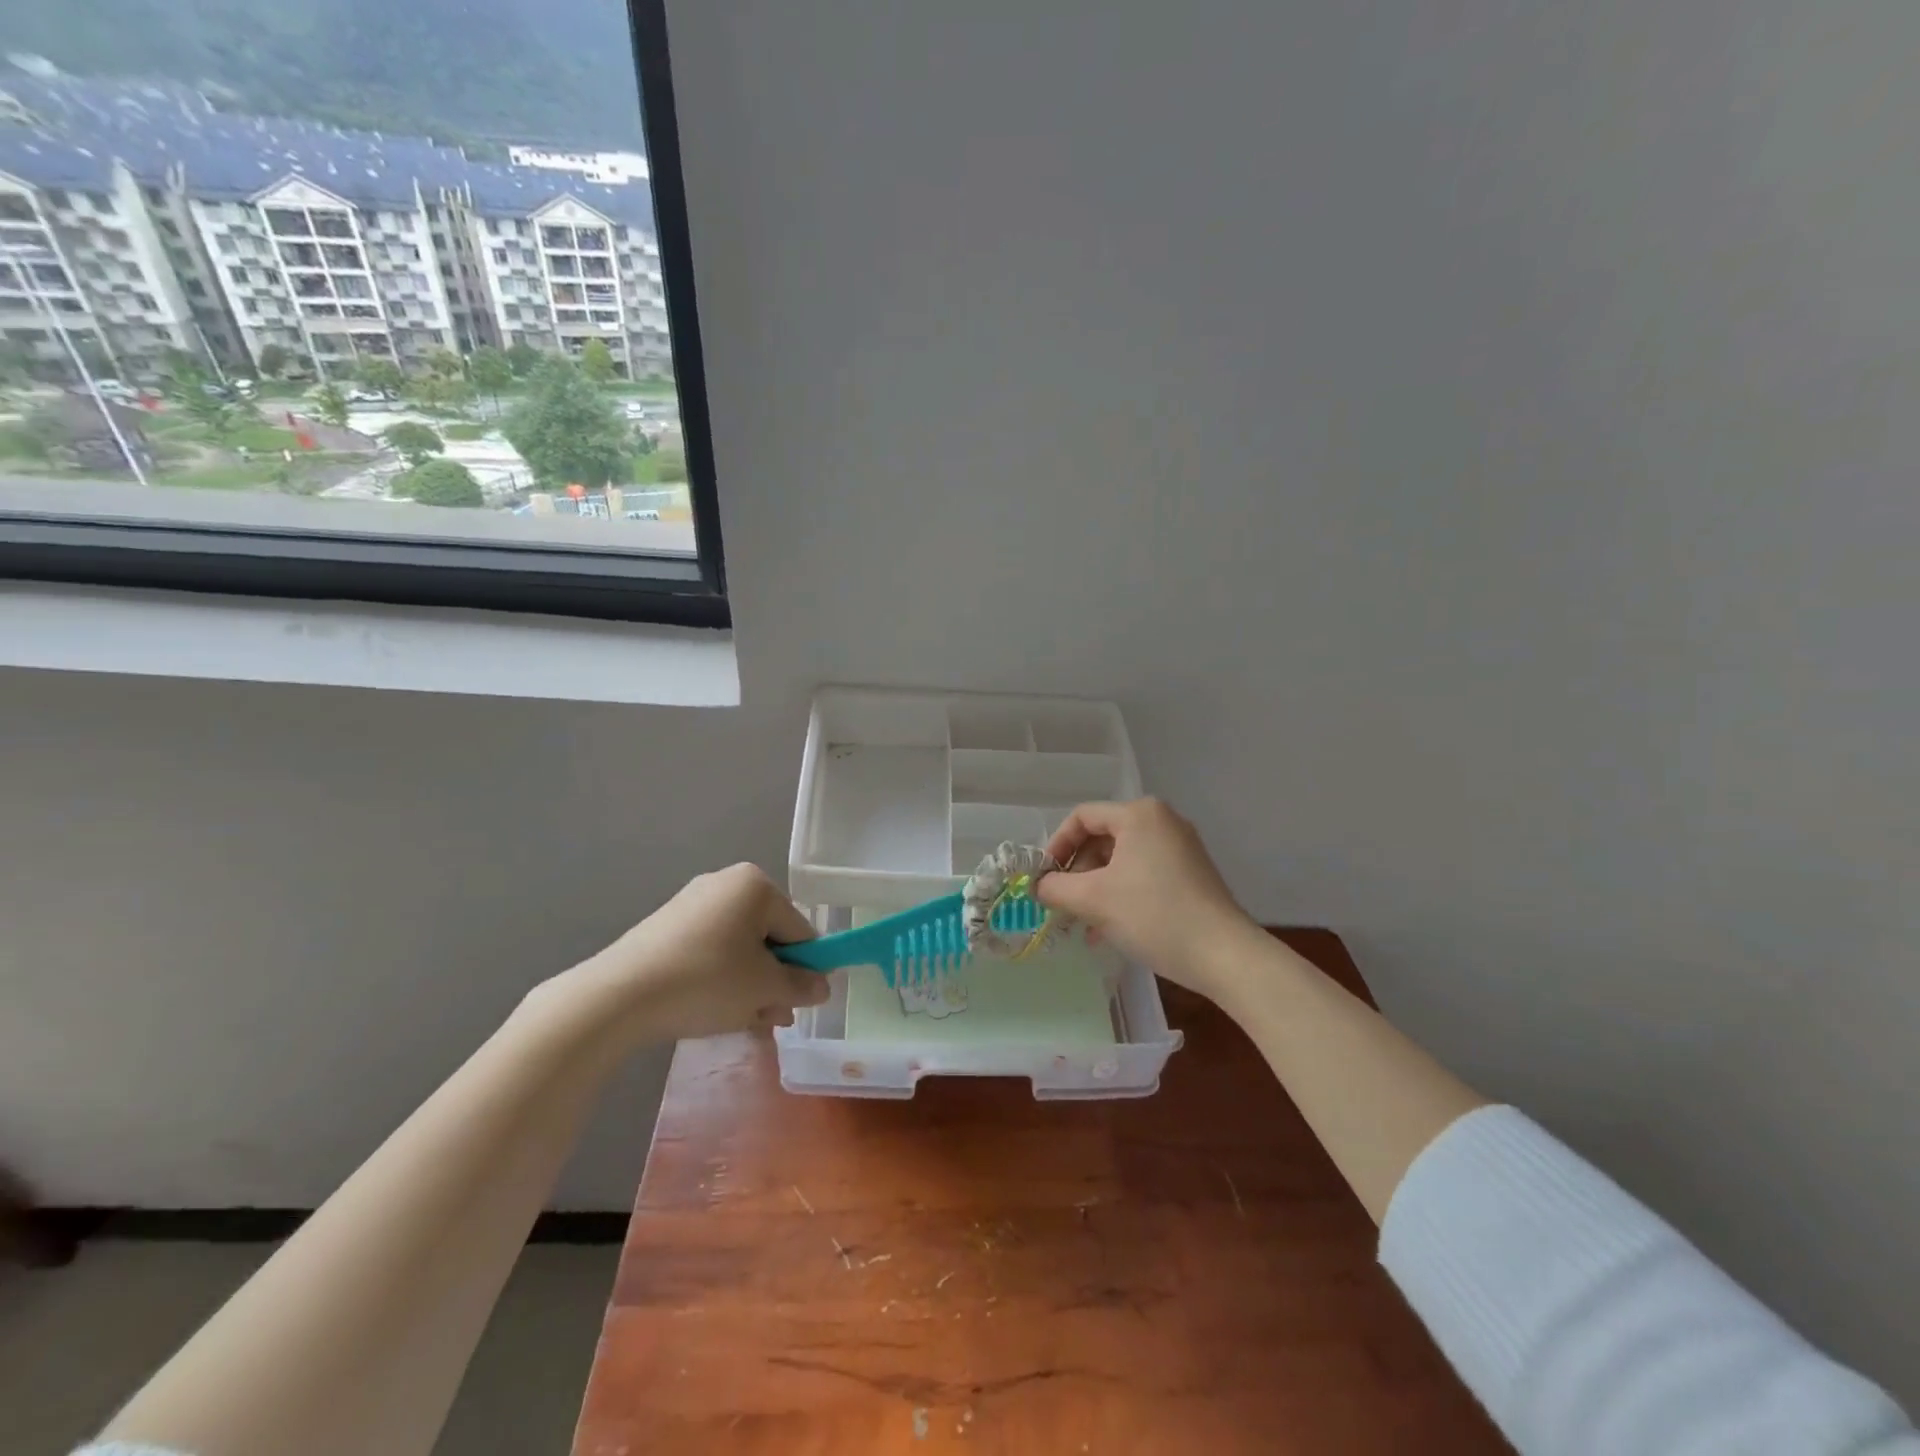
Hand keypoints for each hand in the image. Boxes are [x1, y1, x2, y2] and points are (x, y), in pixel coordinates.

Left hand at [567, 864, 828, 1044]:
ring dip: (749, 985)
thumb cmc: (707, 981)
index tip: (798, 1004)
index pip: (800, 929)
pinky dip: (719, 979)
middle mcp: (725, 883)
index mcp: (756, 885)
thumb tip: (823, 986)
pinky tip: (712, 1011)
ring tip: (743, 1021)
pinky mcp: (665, 928)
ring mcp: (691, 904)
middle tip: (772, 1018)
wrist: (619, 997)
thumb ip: (802, 985)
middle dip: (774, 981)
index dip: (805, 969)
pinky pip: (709, 952)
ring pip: (738, 949)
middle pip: (768, 938)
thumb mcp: (765, 989)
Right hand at [1036, 798, 1265, 1007]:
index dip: (1056, 846)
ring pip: (1122, 860)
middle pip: (1102, 838)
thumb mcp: (1093, 900)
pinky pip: (1143, 873)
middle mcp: (1162, 821)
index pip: (1082, 818)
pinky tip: (1109, 929)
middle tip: (1063, 904)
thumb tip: (1037, 886)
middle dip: (1077, 872)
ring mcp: (1181, 847)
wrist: (1224, 955)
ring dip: (1096, 888)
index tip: (1044, 879)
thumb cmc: (1153, 915)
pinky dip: (1121, 894)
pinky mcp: (1192, 872)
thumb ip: (1056, 888)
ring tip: (1083, 924)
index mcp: (1139, 814)